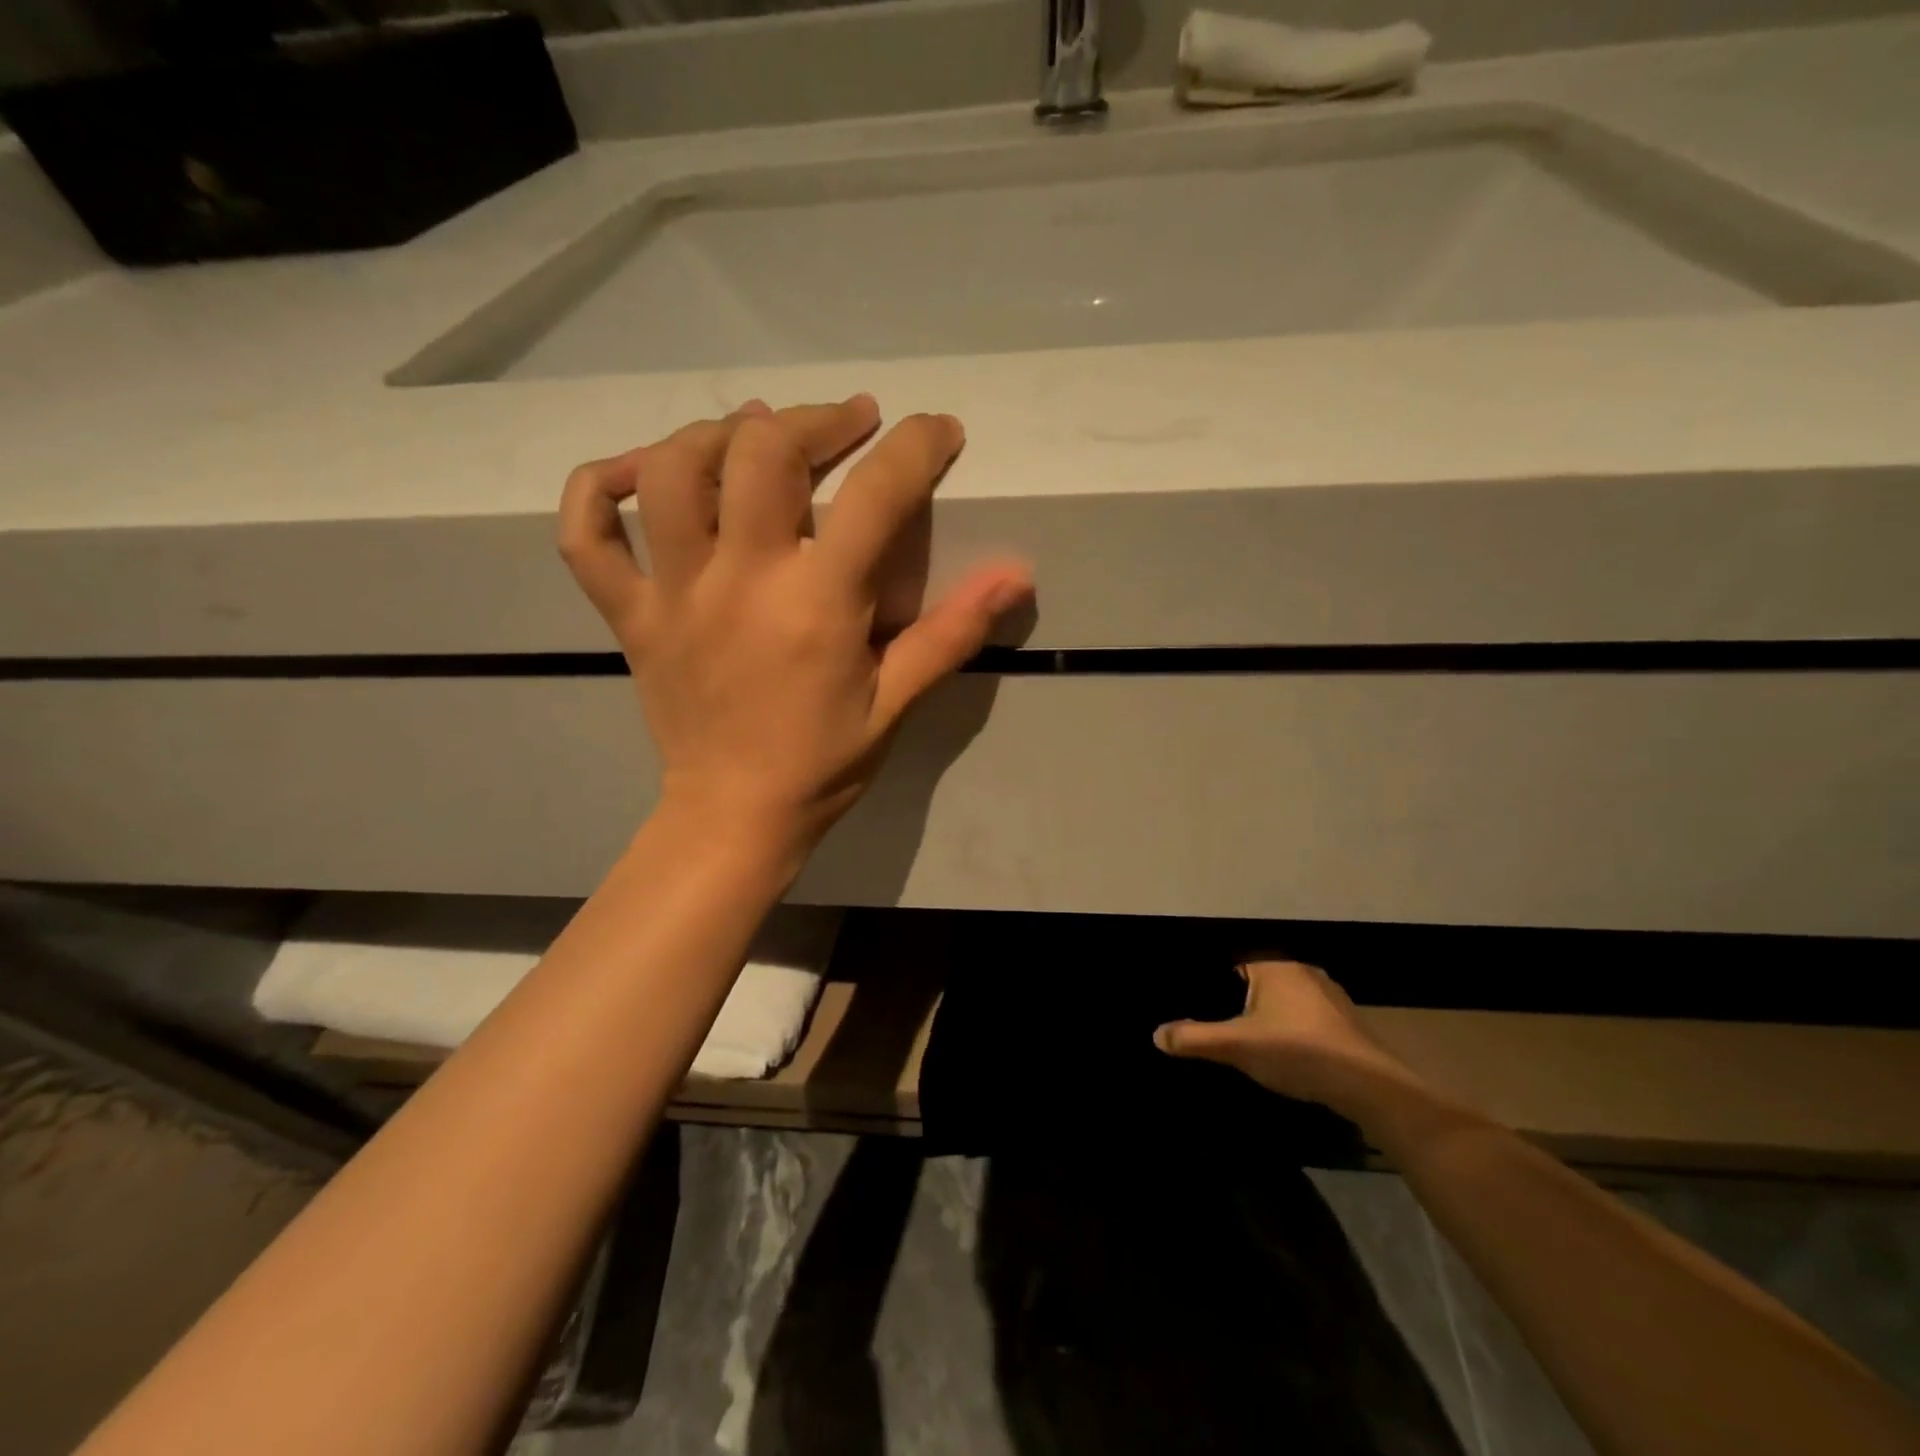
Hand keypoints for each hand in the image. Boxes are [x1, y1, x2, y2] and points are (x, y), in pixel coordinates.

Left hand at [558, 395, 1032, 850]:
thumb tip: (1018, 574)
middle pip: (761, 452)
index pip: (874, 496)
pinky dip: (599, 488)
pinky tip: (637, 472)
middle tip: (848, 424)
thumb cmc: (823, 764)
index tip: (938, 432)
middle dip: (815, 420)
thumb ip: (952, 632)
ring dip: (716, 434)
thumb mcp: (896, 702)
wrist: (733, 817)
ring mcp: (672, 594)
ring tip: (755, 435)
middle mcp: (738, 581)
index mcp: (815, 605)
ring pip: (670, 472)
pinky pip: (586, 535)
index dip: (915, 448)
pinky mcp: (630, 614)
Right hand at [1154, 960, 1425, 1115]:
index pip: (1234, 963)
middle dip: (1241, 1003)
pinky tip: (1287, 1056)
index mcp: (1275, 965)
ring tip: (1251, 1044)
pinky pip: (1307, 1019)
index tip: (1199, 1005)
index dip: (1215, 985)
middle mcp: (1304, 971)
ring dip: (1270, 1019)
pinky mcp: (1348, 1023)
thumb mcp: (1236, 1046)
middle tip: (1222, 1028)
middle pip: (1259, 982)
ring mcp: (1331, 997)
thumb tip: (1156, 1035)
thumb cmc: (1297, 1053)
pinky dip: (1293, 1032)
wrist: (1369, 1088)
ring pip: (1285, 1002)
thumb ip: (1193, 1038)